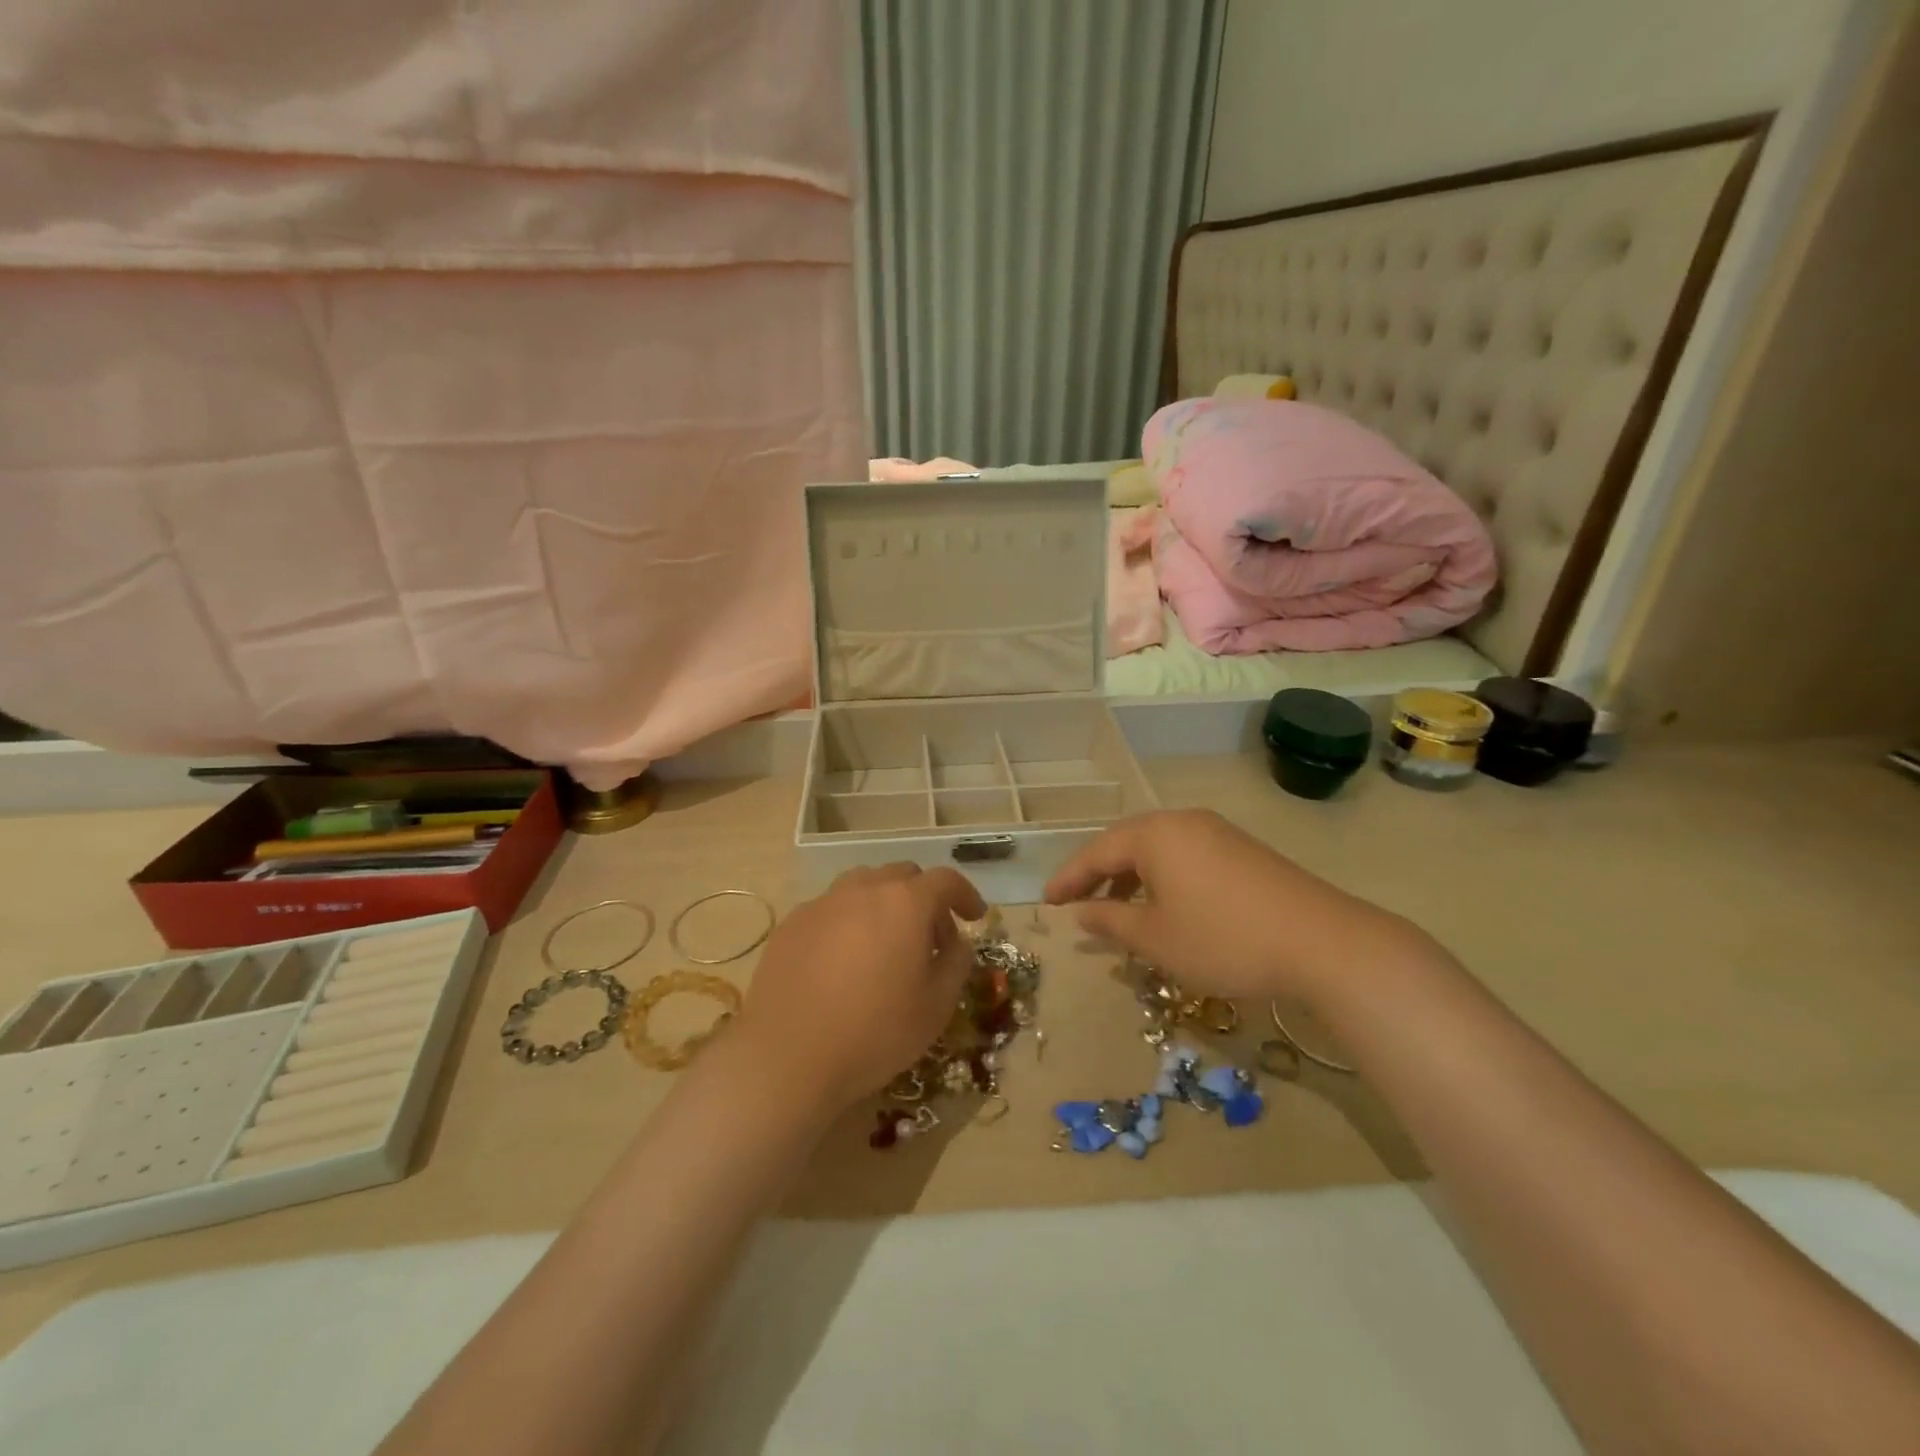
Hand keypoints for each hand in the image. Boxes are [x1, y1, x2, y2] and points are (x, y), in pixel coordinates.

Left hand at [732, 863, 985, 1111]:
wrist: (786, 1057)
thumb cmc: (874, 1032)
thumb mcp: (936, 1006)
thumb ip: (956, 963)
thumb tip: (957, 942)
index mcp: (905, 903)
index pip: (946, 880)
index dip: (965, 895)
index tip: (974, 917)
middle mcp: (864, 889)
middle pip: (903, 876)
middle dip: (924, 899)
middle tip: (930, 939)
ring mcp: (823, 902)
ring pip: (864, 886)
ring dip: (884, 904)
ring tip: (886, 944)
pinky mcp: (792, 923)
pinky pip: (832, 908)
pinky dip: (849, 921)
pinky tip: (844, 960)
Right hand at [1043, 809, 1415, 1004]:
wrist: (1323, 942)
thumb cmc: (1224, 939)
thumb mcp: (1156, 938)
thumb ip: (1110, 921)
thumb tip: (1080, 912)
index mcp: (1155, 834)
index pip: (1096, 852)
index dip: (1069, 878)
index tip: (1047, 902)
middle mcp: (1183, 821)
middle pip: (1126, 843)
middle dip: (1099, 875)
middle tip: (1078, 904)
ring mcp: (1217, 832)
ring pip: (1158, 849)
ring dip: (1132, 877)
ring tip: (1119, 910)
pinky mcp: (1242, 850)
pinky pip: (1185, 856)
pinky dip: (1163, 878)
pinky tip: (1167, 907)